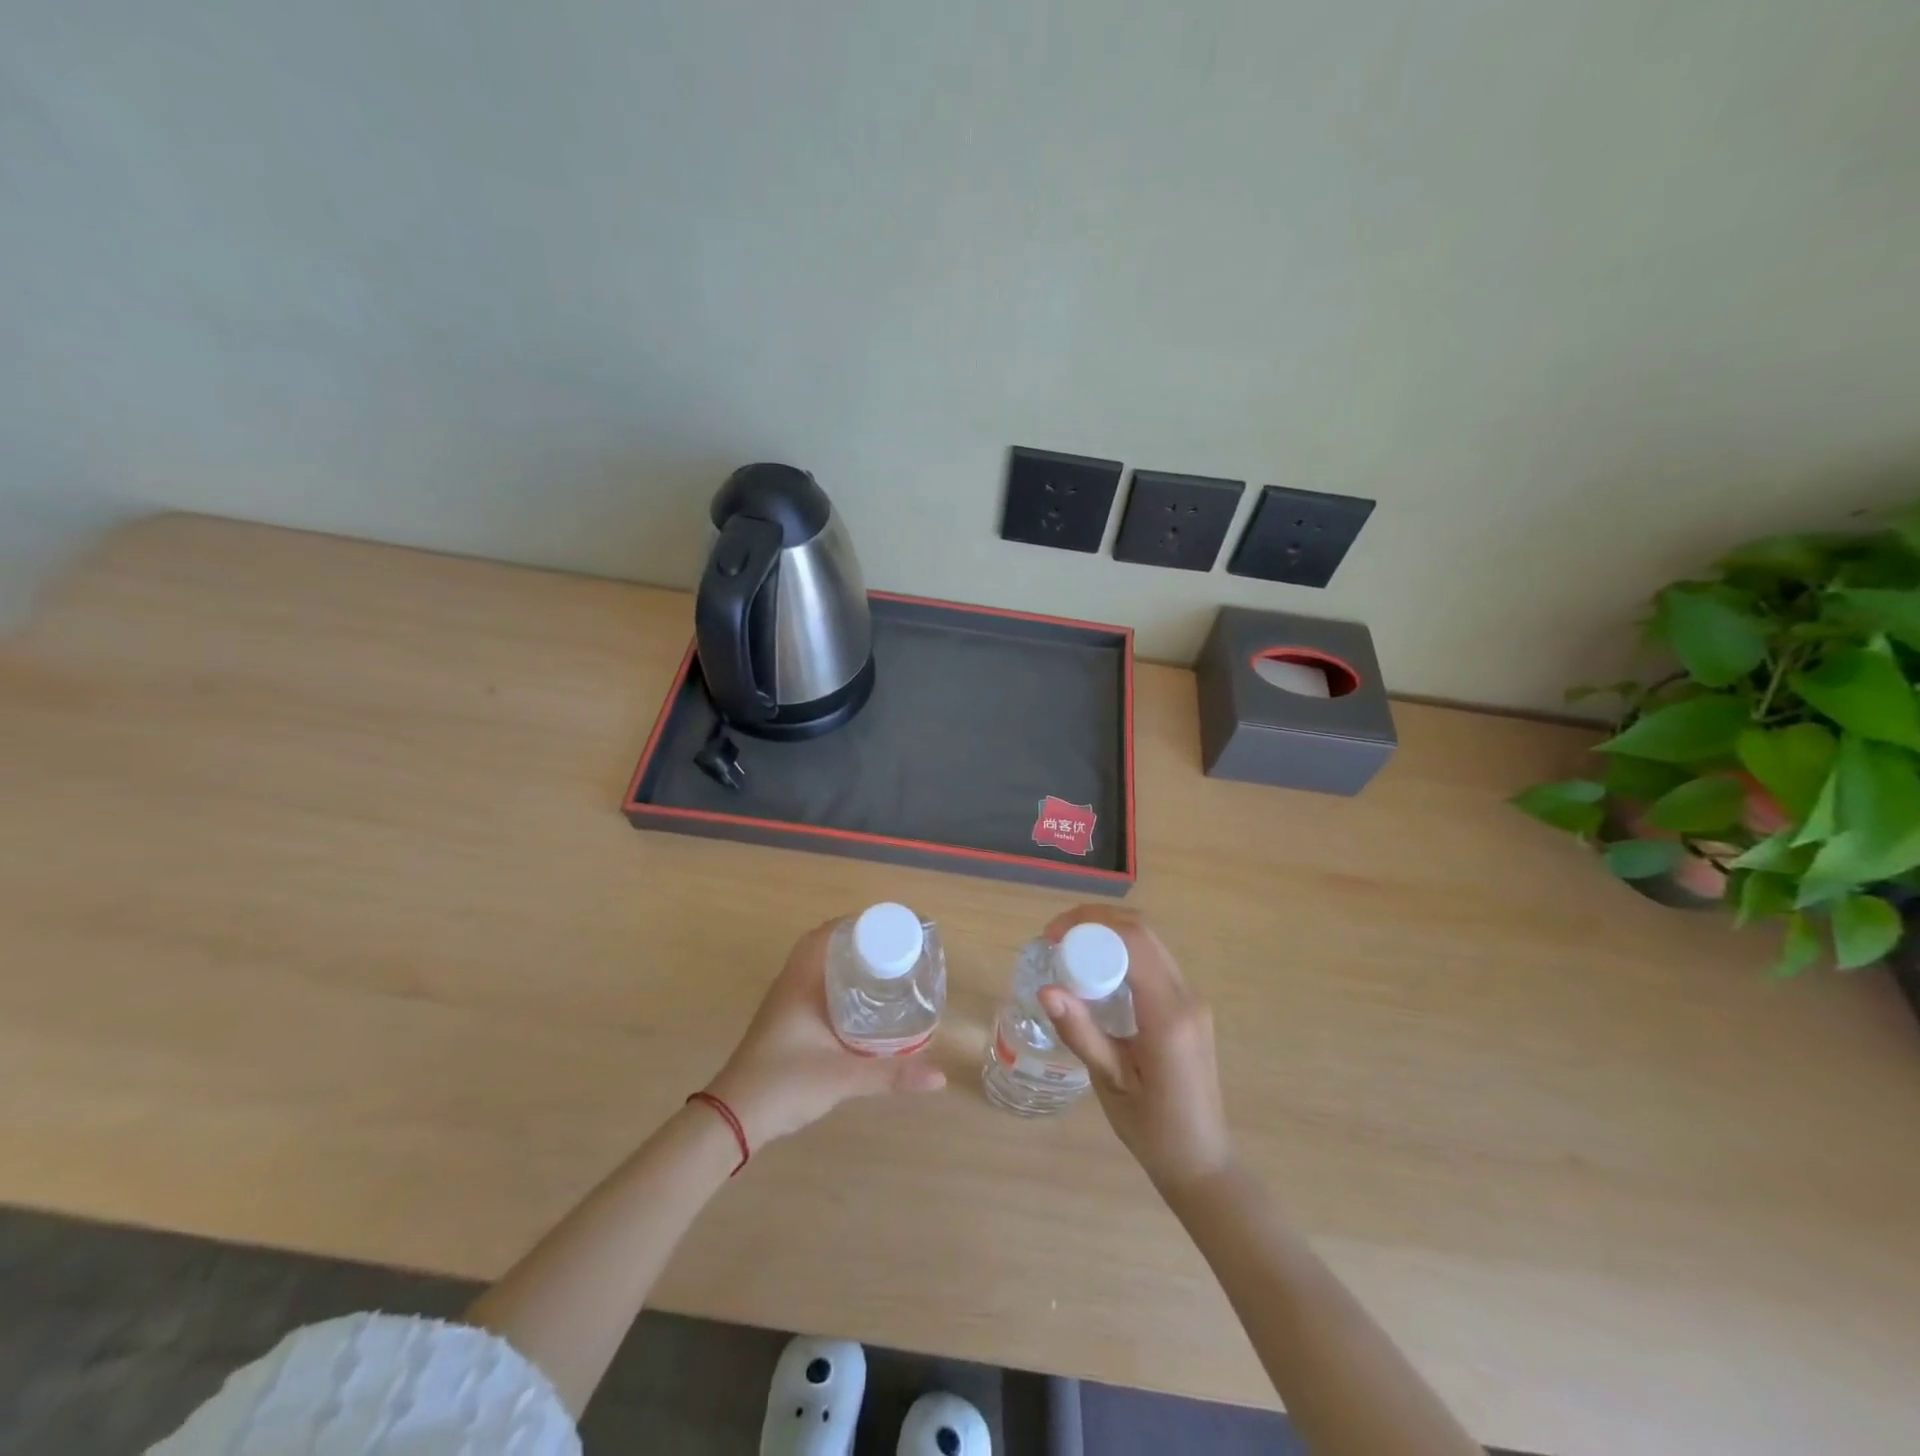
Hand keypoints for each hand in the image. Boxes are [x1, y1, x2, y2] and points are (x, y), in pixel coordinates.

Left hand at [704, 919, 945, 1150]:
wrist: (733, 1119)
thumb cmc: (785, 1084)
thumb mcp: (844, 1077)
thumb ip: (892, 1074)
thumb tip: (940, 1076)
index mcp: (801, 981)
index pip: (827, 933)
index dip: (857, 923)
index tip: (889, 928)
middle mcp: (790, 984)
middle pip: (823, 946)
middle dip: (857, 942)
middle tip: (892, 950)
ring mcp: (783, 1003)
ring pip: (816, 967)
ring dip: (844, 962)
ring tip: (882, 970)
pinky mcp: (782, 1022)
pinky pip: (812, 986)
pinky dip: (835, 983)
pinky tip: (857, 1004)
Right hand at [1038, 906, 1232, 1193]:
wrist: (1203, 1162)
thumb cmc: (1154, 1131)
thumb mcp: (1111, 1083)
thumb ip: (1082, 1033)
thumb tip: (1046, 990)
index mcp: (1168, 1016)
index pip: (1134, 942)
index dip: (1090, 924)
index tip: (1052, 936)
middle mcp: (1187, 997)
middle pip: (1142, 932)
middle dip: (1095, 922)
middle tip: (1055, 939)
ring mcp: (1192, 1000)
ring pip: (1149, 943)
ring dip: (1108, 935)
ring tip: (1069, 952)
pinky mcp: (1189, 1007)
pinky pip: (1154, 962)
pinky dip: (1121, 953)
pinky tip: (1096, 973)